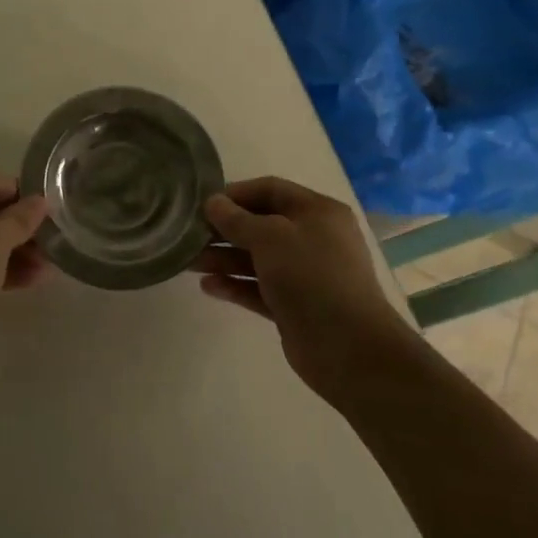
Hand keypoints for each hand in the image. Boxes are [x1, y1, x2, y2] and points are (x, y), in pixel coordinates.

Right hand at [193, 176, 413, 400]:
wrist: (348, 348)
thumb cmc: (311, 277)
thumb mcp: (270, 237)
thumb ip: (237, 219)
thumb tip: (213, 202)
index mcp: (317, 211)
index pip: (270, 189)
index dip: (235, 194)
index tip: (202, 204)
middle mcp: (312, 238)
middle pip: (260, 224)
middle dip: (224, 229)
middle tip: (189, 236)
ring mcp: (304, 274)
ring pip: (256, 258)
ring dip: (224, 258)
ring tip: (189, 263)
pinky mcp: (294, 305)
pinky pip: (258, 288)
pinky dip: (235, 285)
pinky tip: (207, 287)